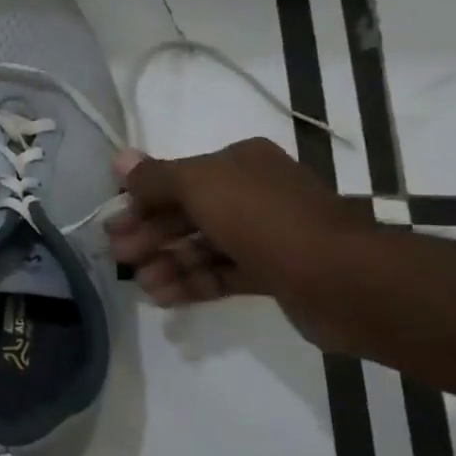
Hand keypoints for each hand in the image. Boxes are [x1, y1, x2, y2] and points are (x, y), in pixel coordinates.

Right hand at [105, 137, 372, 345]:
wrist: (341, 278)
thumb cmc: (262, 218)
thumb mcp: (199, 185)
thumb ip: (155, 176)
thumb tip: (119, 158)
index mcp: (239, 163)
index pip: (178, 178)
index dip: (141, 200)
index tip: (113, 225)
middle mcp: (253, 193)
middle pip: (187, 213)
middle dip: (150, 234)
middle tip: (119, 256)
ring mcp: (267, 235)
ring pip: (203, 246)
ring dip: (168, 263)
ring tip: (143, 285)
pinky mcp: (275, 273)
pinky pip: (223, 274)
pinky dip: (192, 283)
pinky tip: (164, 298)